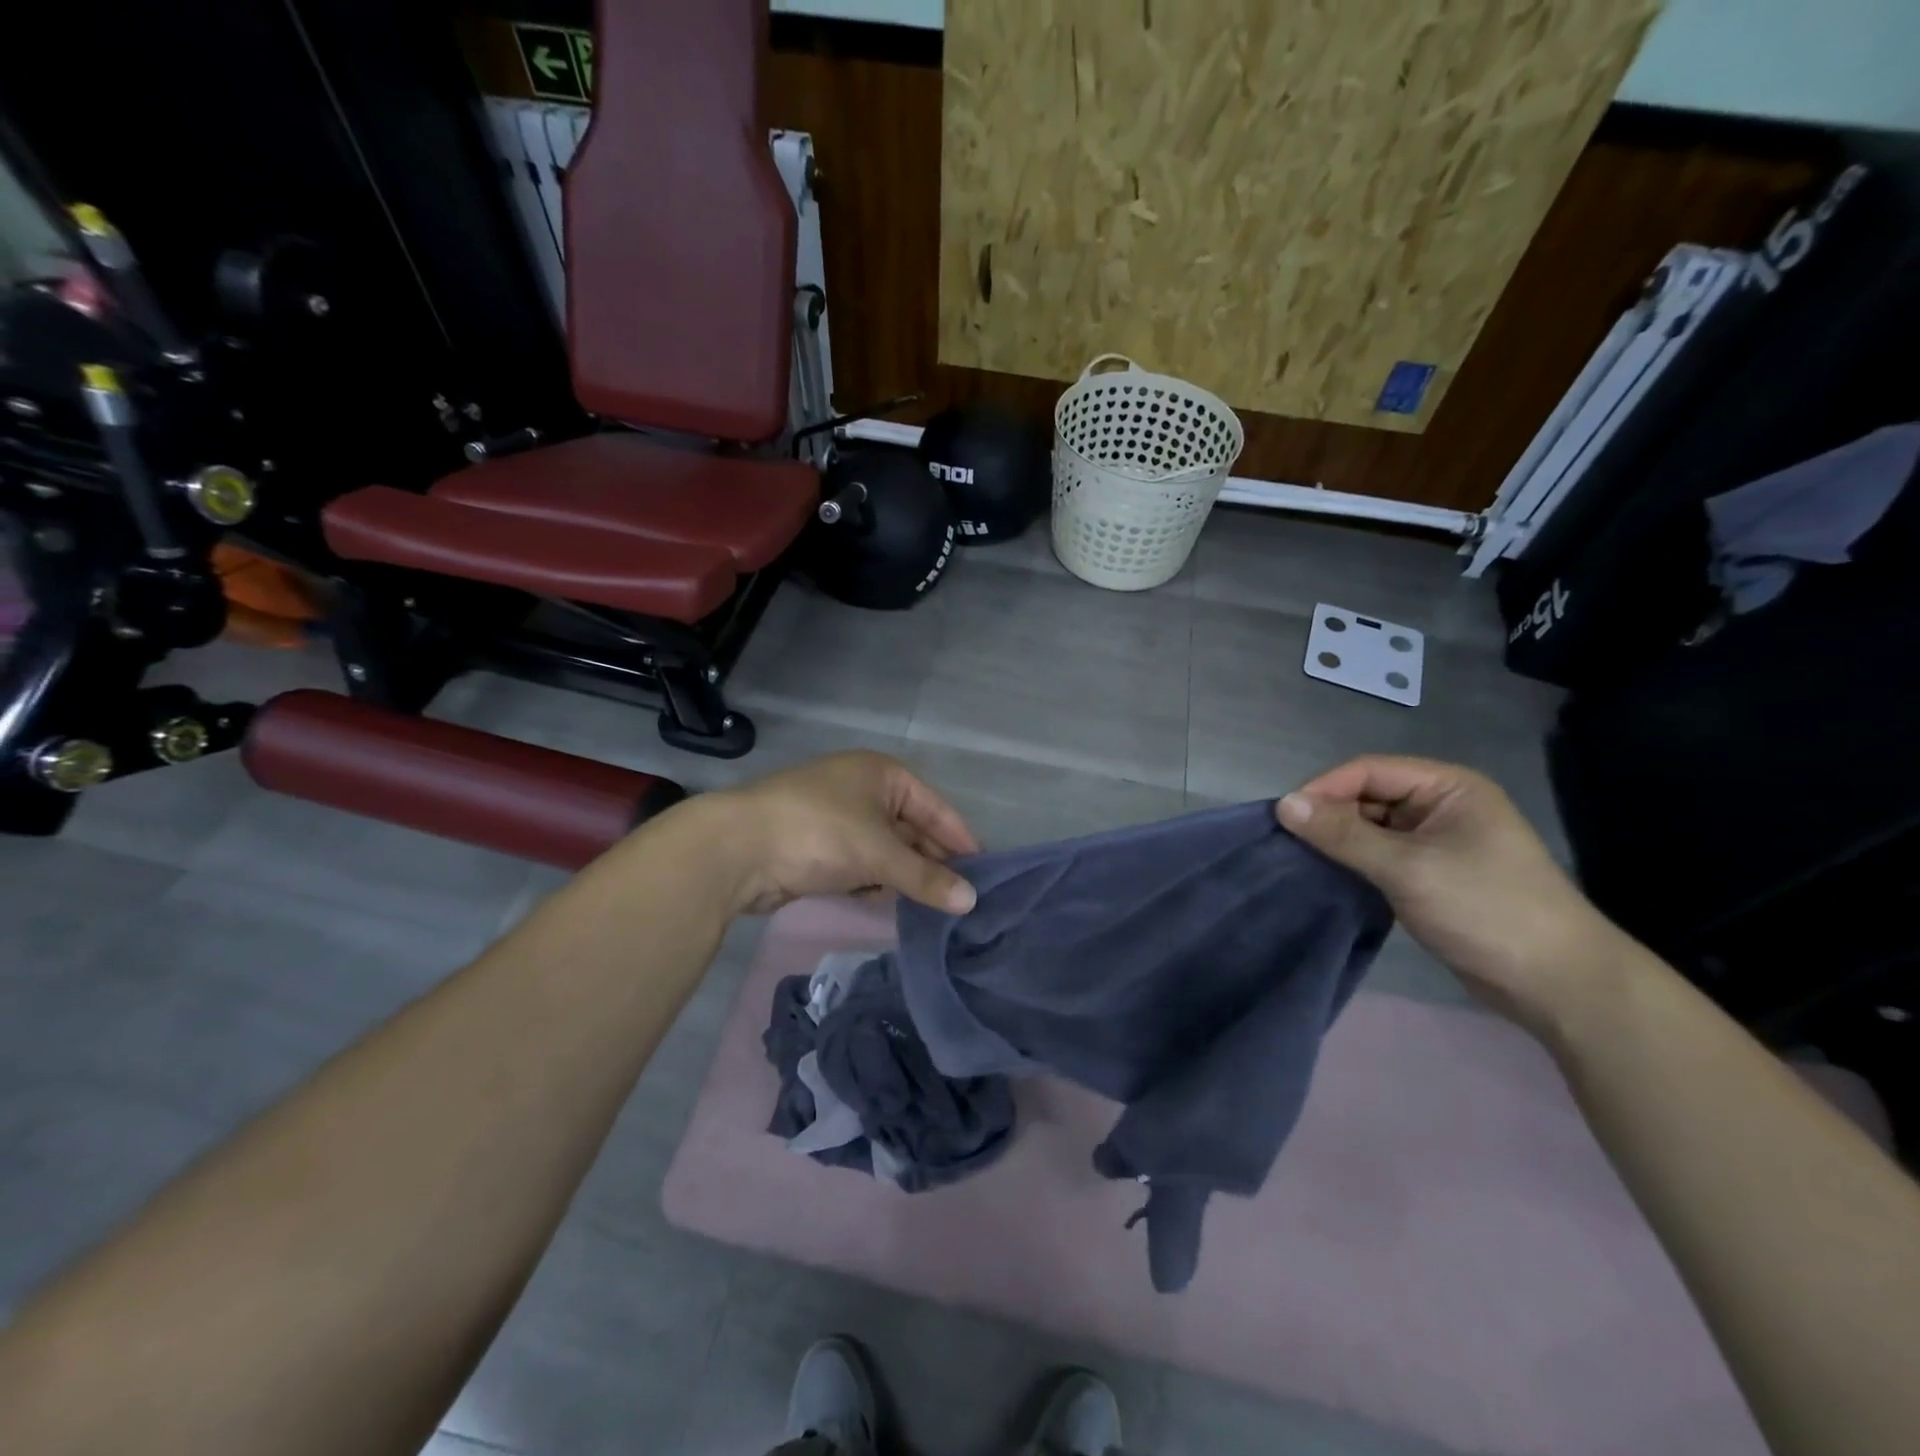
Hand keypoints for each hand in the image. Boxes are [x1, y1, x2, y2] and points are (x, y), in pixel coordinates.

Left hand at [702, 751, 979, 916]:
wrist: (736, 849)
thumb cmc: (818, 832)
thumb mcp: (879, 853)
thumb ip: (925, 877)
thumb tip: (972, 901)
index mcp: (881, 774)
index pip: (935, 807)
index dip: (960, 838)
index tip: (984, 871)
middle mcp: (862, 790)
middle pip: (911, 828)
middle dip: (931, 861)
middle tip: (960, 897)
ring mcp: (837, 818)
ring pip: (885, 849)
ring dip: (903, 875)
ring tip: (931, 907)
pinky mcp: (817, 847)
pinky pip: (860, 864)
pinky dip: (874, 882)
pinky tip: (885, 903)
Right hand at [1277, 756, 1630, 1034]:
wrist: (1557, 983)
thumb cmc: (1485, 909)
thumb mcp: (1407, 867)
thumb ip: (1343, 834)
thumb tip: (1284, 804)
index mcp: (1448, 787)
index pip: (1369, 770)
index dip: (1324, 788)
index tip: (1284, 817)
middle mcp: (1442, 806)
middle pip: (1368, 796)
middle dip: (1329, 815)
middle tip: (1289, 843)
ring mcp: (1439, 842)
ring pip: (1372, 828)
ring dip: (1340, 842)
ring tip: (1302, 860)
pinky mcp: (1433, 875)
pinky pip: (1381, 856)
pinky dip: (1355, 863)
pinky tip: (1331, 877)